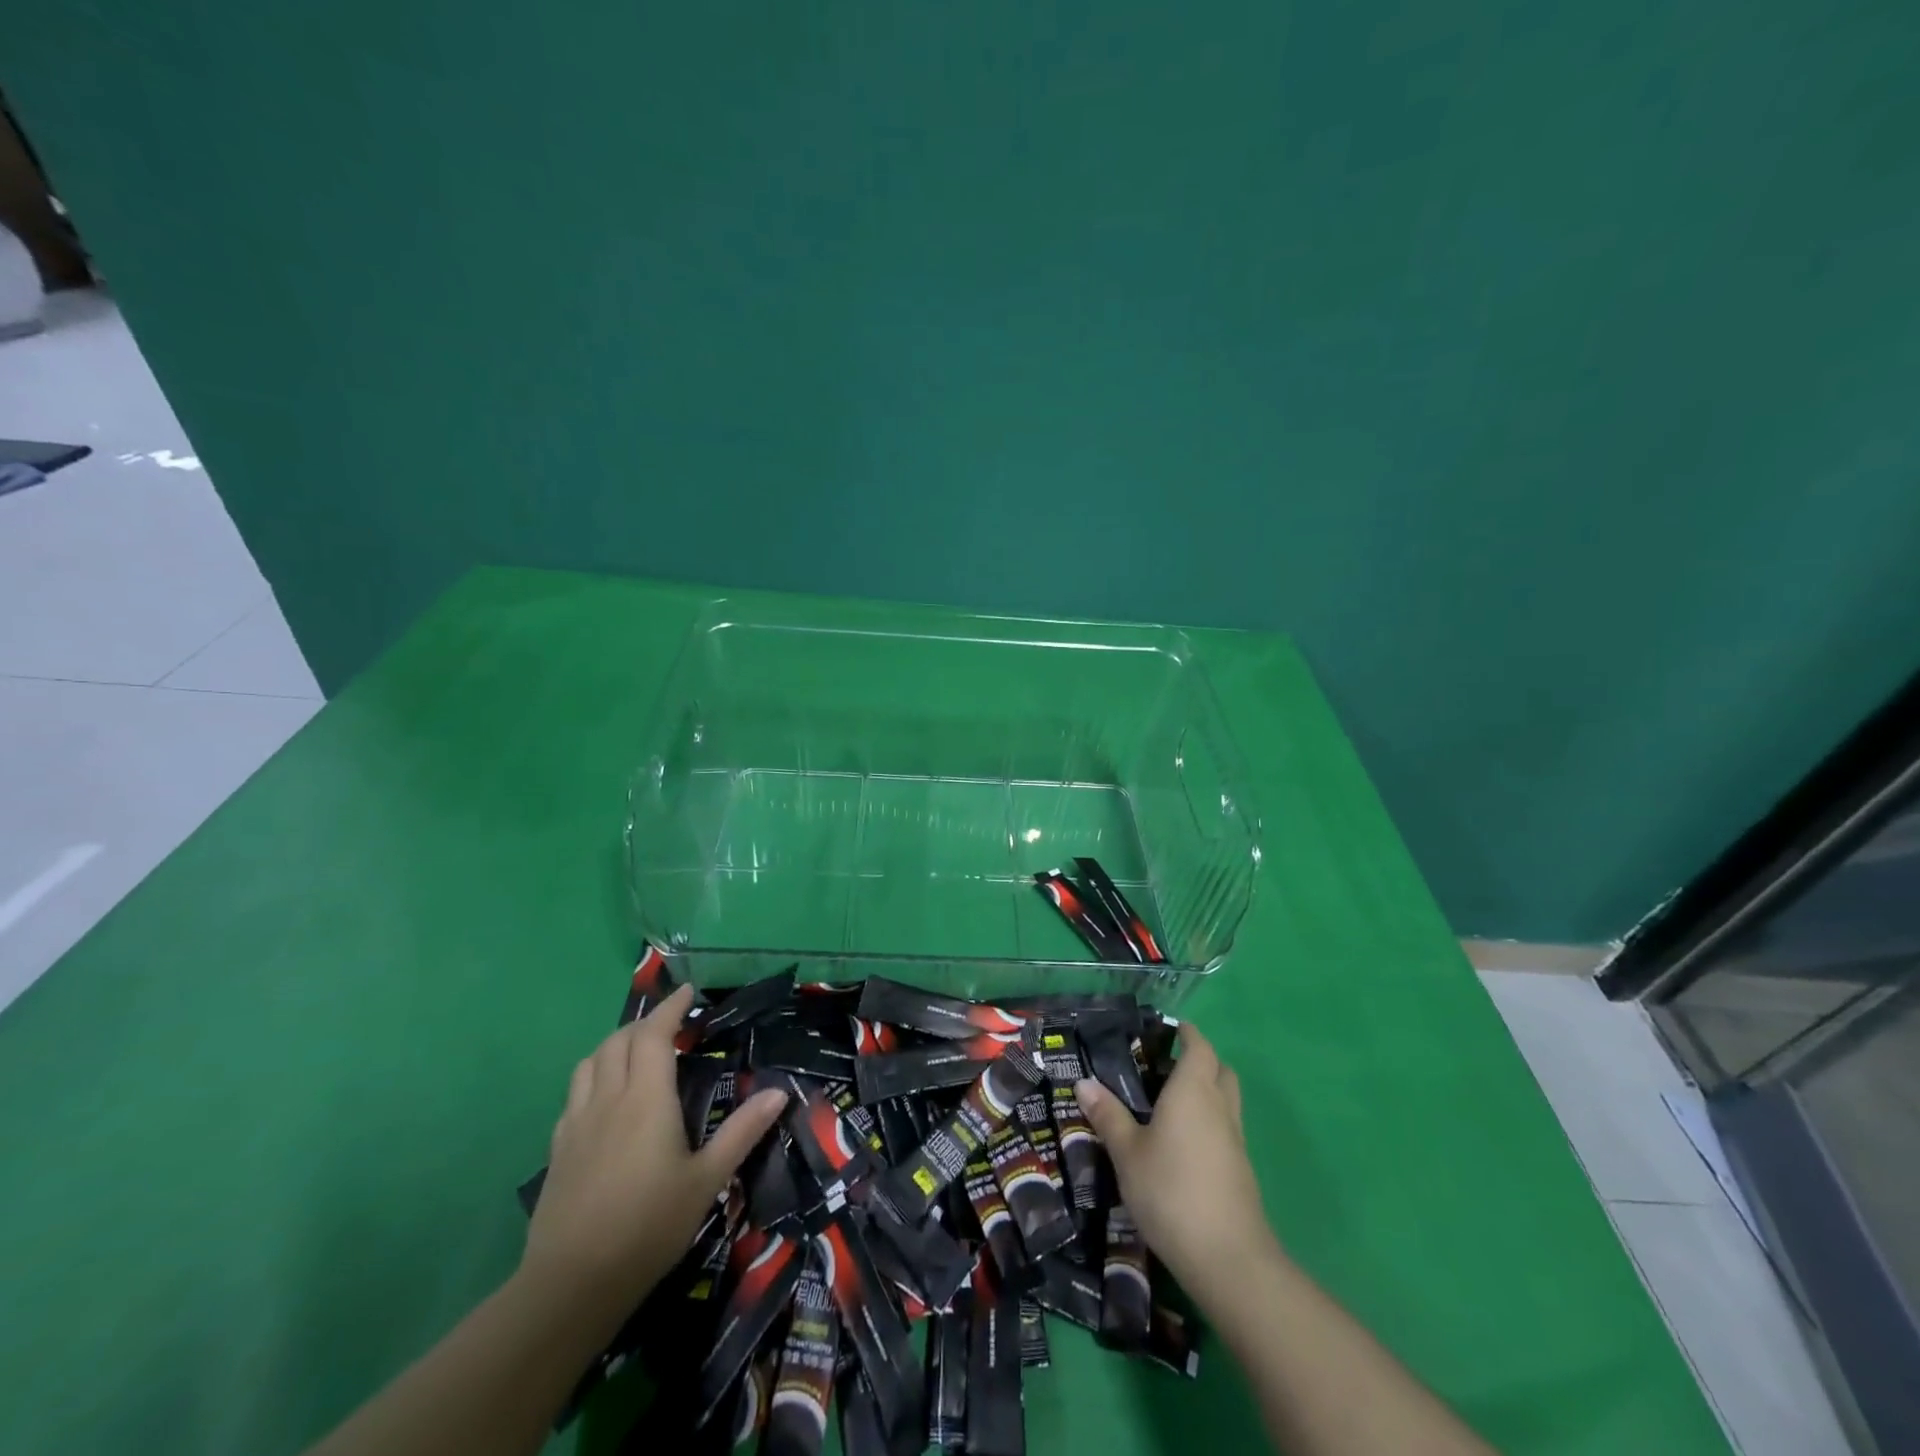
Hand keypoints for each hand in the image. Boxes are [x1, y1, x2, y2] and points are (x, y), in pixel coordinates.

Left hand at [521, 983, 786, 1315]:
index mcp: (646, 1099)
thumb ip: (742, 1132)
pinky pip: (574, 1093)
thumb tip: (779, 1092)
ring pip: (590, 1061)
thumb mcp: (706, 1180)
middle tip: (671, 1025)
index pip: (655, 1035)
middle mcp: (608, 1099)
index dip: (670, 1008)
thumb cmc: (648, 1227)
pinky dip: (593, 1076)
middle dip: (645, 1023)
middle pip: (620, 1040)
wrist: (571, 1285)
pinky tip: (605, 1098)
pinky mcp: (558, 1148)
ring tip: (637, 1052)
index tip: (687, 991)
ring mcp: (577, 1123)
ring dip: (615, 1044)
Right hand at [1077, 1023, 1277, 1301]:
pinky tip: (1181, 1143)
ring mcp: (1234, 1141)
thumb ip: (1108, 1116)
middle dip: (1200, 1060)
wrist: (1227, 1258)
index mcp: (1193, 1091)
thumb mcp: (1127, 1152)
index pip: (1199, 1047)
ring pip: (1226, 1100)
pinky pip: (1226, 1129)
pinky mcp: (1240, 1171)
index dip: (1188, 1034)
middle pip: (1220, 1070)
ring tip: (1169, 1103)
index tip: (1170, 1028)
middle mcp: (1219, 1107)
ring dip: (1207, 1092)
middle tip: (1166, 1065)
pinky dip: (1209, 1123)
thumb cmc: (1170, 1190)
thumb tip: (1084, 1082)